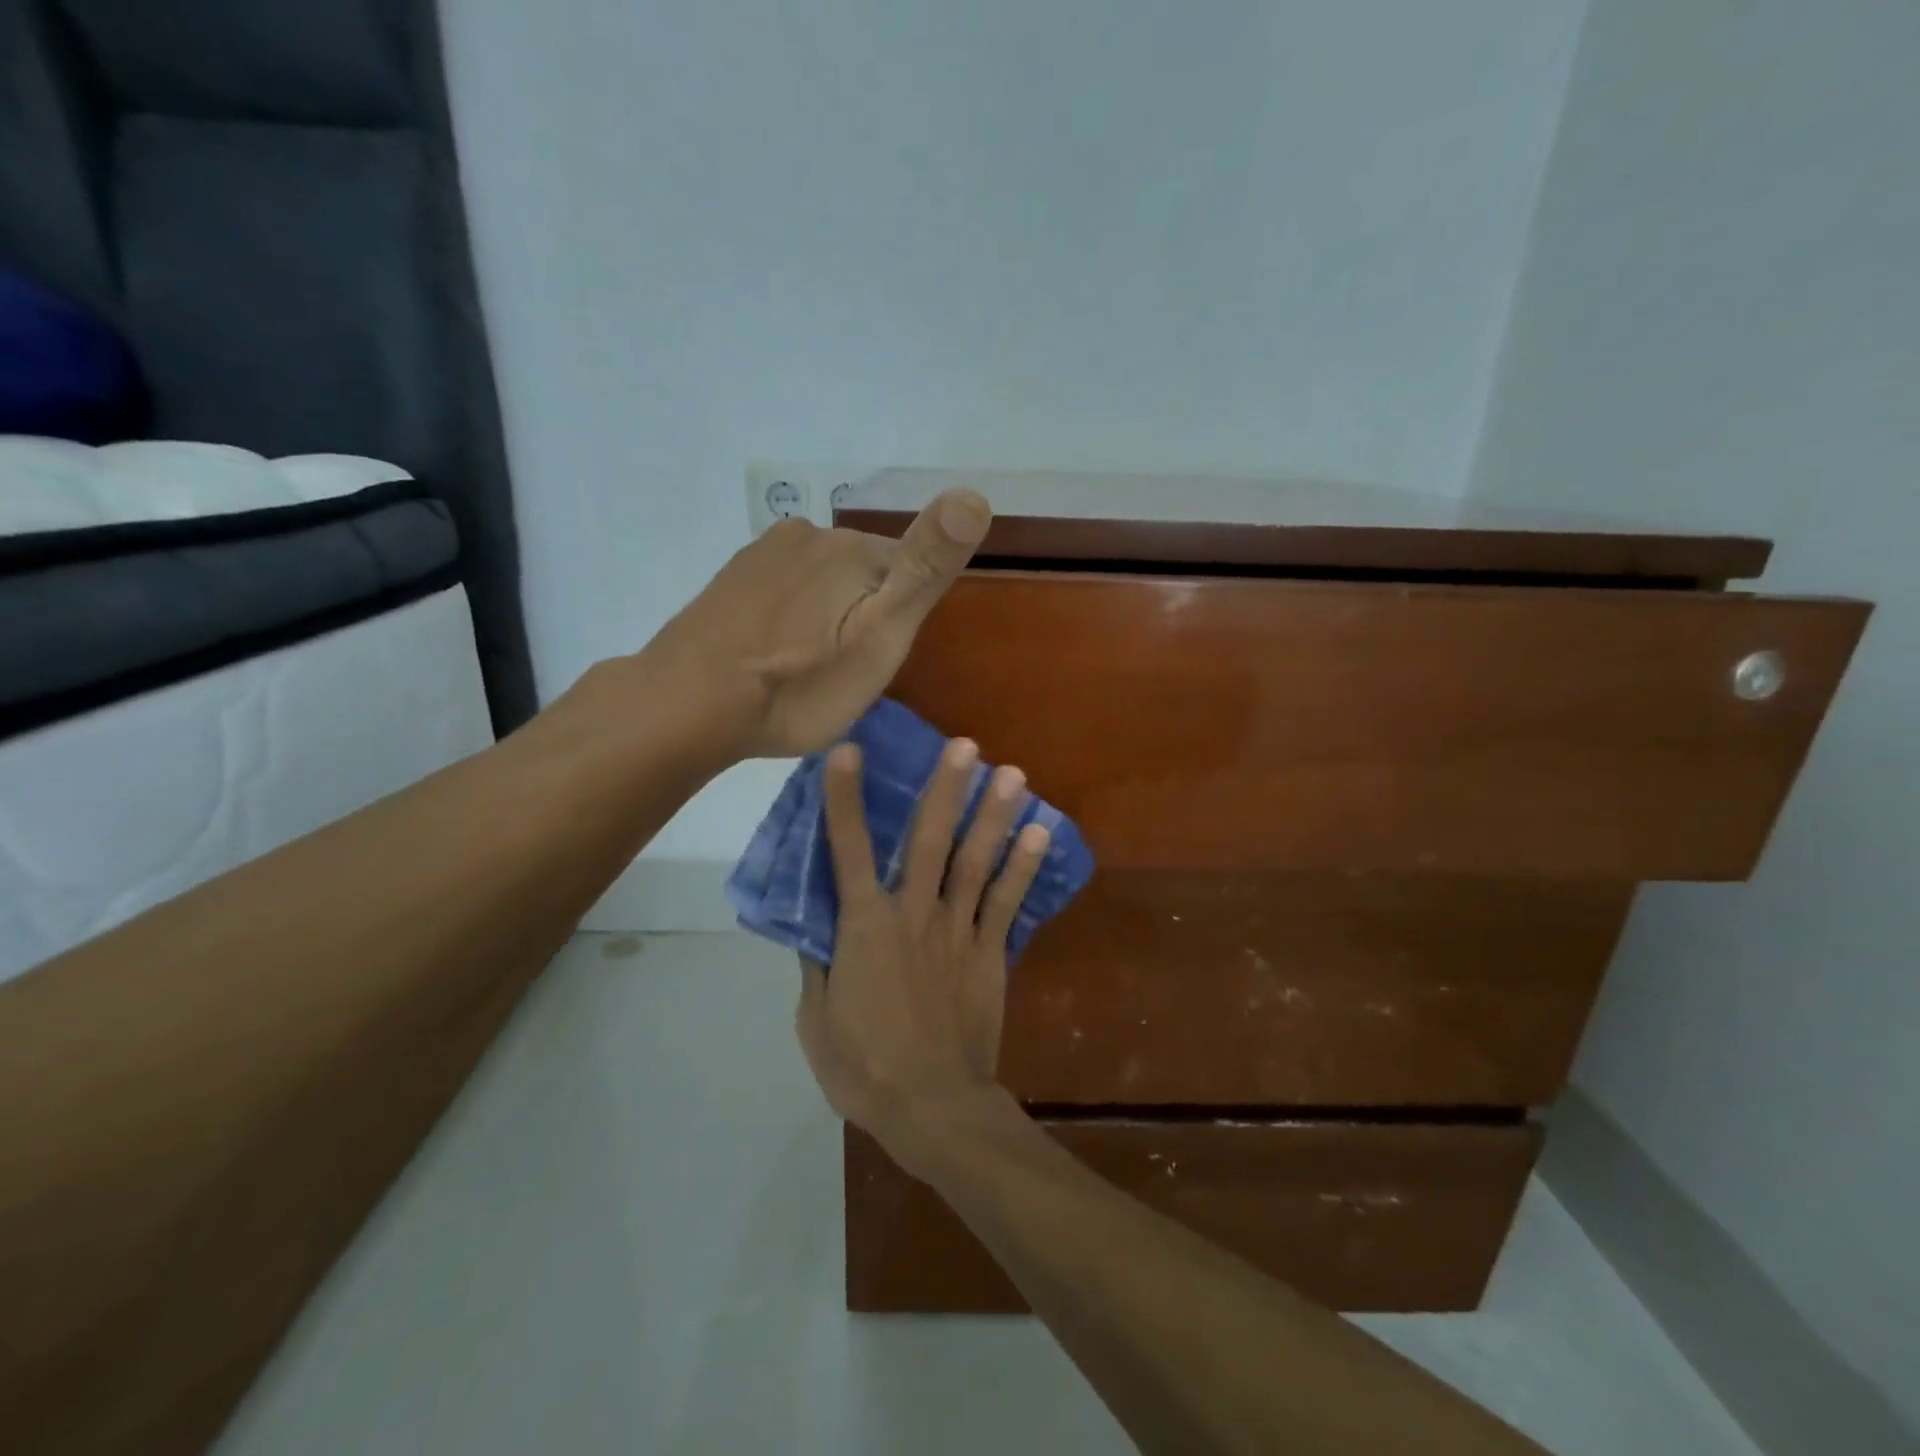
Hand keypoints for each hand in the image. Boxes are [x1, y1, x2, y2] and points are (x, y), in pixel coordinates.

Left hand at [646, 489, 989, 758]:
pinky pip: (785, 589)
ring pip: (824, 581)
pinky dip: (792, 616)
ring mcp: (765, 553)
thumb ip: (925, 567)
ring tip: (810, 667)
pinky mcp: (734, 577)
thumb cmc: (798, 683)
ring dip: (828, 615)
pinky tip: (775, 652)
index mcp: (854, 548)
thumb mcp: (880, 635)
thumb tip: (975, 494)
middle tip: (846, 671)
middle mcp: (810, 534)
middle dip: (866, 614)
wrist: (688, 705)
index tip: (880, 659)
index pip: (908, 570)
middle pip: (866, 573)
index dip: (903, 619)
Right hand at [795, 738, 1049, 1167]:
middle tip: (964, 744)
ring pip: (976, 860)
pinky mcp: (991, 951)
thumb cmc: (863, 1066)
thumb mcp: (816, 1018)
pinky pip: (1008, 901)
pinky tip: (1038, 830)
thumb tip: (816, 924)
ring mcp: (958, 929)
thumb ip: (817, 962)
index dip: (845, 799)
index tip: (848, 751)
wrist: (933, 1107)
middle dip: (945, 789)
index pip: (847, 850)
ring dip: (993, 813)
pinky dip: (1024, 864)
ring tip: (1012, 772)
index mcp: (864, 927)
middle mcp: (914, 913)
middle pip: (929, 840)